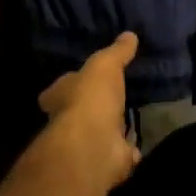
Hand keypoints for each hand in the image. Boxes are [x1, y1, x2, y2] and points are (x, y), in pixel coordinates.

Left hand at [34, 32, 139, 192]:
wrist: (94, 144)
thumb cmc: (90, 98)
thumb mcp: (105, 64)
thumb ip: (117, 51)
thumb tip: (130, 34)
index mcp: (59, 96)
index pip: (58, 88)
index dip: (69, 84)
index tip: (81, 78)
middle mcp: (67, 121)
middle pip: (79, 111)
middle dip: (92, 106)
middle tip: (110, 98)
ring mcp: (87, 143)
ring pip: (99, 132)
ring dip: (110, 129)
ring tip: (126, 118)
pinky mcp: (106, 160)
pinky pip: (119, 153)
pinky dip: (127, 151)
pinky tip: (136, 145)